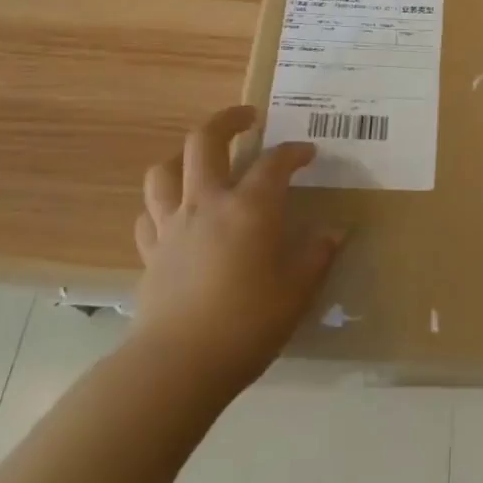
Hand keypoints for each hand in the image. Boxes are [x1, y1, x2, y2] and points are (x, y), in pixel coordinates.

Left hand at [131, 106, 341, 391]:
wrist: (179, 364)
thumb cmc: (249, 321)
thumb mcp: (299, 289)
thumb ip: (317, 254)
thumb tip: (334, 232)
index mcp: (250, 206)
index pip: (275, 161)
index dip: (294, 152)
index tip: (308, 152)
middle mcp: (208, 202)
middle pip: (205, 141)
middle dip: (227, 120)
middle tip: (247, 118)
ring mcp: (172, 225)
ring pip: (164, 171)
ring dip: (181, 156)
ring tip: (199, 160)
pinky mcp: (150, 253)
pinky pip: (148, 215)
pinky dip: (160, 205)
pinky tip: (173, 214)